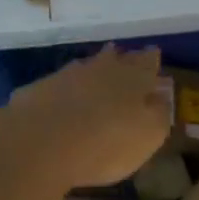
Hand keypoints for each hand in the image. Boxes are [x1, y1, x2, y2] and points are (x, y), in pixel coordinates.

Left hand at [9, 45, 170, 189]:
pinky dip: (63, 90)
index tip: (154, 55)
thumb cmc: (106, 143)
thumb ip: (158, 115)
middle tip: (124, 57)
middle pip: (114, 58)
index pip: (147, 62)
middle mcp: (101, 69)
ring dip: (92, 70)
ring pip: (85, 67)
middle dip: (121, 59)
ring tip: (95, 75)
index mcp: (133, 79)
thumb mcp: (148, 136)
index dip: (151, 60)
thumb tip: (161, 97)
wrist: (40, 143)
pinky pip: (57, 85)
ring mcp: (66, 76)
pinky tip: (61, 100)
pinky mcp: (37, 90)